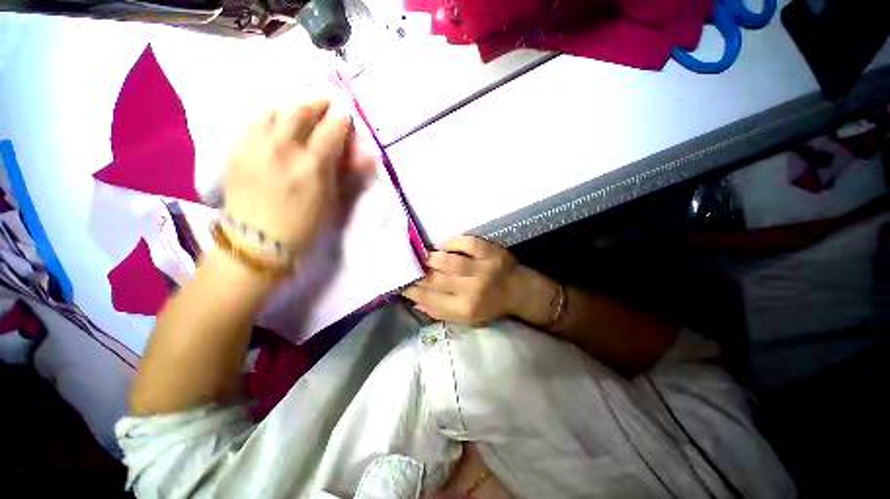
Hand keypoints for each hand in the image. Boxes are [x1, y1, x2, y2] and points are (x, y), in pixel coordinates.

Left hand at [223, 97, 374, 256]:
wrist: (256, 242)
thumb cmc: (304, 226)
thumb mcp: (334, 203)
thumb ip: (350, 175)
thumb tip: (368, 155)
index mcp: (311, 166)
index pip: (331, 129)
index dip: (342, 116)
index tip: (346, 111)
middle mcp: (282, 149)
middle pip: (301, 109)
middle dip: (317, 100)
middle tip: (326, 100)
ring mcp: (254, 146)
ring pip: (274, 109)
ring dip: (292, 105)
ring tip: (302, 109)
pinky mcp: (235, 150)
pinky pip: (254, 121)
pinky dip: (270, 115)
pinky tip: (276, 121)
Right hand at [402, 236, 521, 324]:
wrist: (520, 291)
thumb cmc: (490, 306)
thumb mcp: (466, 318)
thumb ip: (440, 311)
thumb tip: (415, 300)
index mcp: (465, 309)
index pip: (429, 298)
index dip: (411, 289)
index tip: (400, 282)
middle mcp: (472, 290)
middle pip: (435, 279)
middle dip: (417, 272)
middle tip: (407, 265)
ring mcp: (483, 269)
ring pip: (448, 261)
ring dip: (432, 257)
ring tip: (424, 256)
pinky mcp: (491, 252)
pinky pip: (467, 242)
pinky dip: (451, 242)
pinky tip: (443, 245)